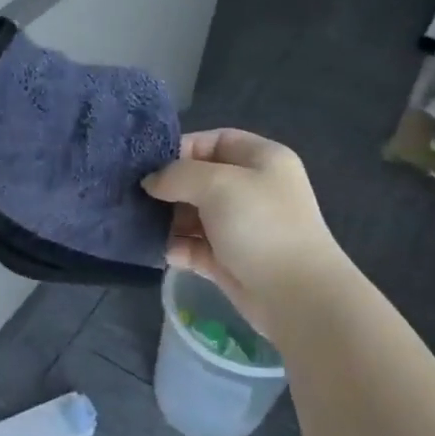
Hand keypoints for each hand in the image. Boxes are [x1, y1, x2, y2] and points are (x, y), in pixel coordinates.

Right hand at [142, 129, 348, 334]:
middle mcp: (253, 189)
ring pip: (195, 215)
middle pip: (201, 180)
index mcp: (261, 160)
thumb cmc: (260, 225)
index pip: (216, 141)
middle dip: (170, 189)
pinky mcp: (230, 260)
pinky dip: (180, 248)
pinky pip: (196, 247)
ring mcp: (242, 227)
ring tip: (146, 227)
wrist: (296, 294)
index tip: (149, 166)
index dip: (182, 149)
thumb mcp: (217, 185)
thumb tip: (151, 182)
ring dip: (170, 221)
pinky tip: (168, 253)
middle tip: (139, 199)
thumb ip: (177, 175)